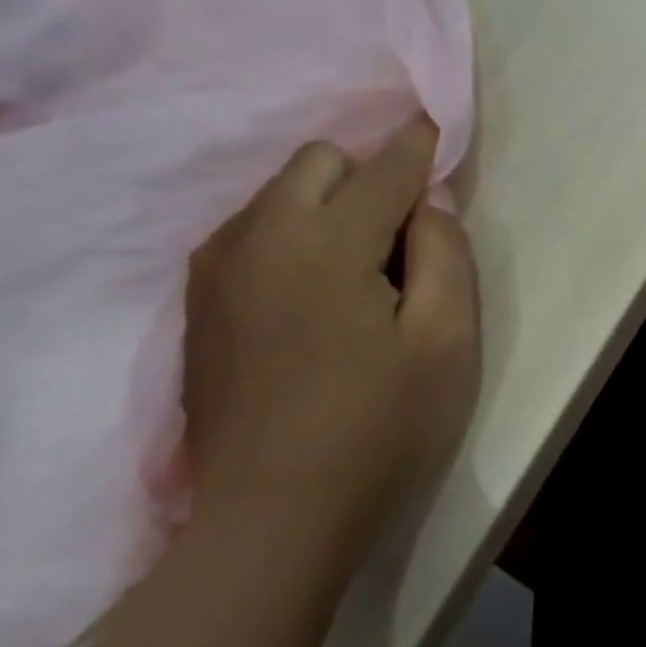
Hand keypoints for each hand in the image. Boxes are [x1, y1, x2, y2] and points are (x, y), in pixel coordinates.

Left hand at [181, 117, 480, 542]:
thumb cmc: (379, 427)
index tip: (439, 128)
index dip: (420, 146)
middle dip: (369, 175)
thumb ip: (445, 255)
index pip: (384, 167)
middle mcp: (257, 236)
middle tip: (404, 239)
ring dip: (329, 207)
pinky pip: (252, 234)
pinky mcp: (199, 305)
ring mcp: (216, 270)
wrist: (272, 517)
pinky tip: (315, 300)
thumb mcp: (446, 342)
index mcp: (325, 242)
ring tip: (361, 274)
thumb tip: (428, 205)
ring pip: (279, 195)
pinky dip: (293, 238)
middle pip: (319, 162)